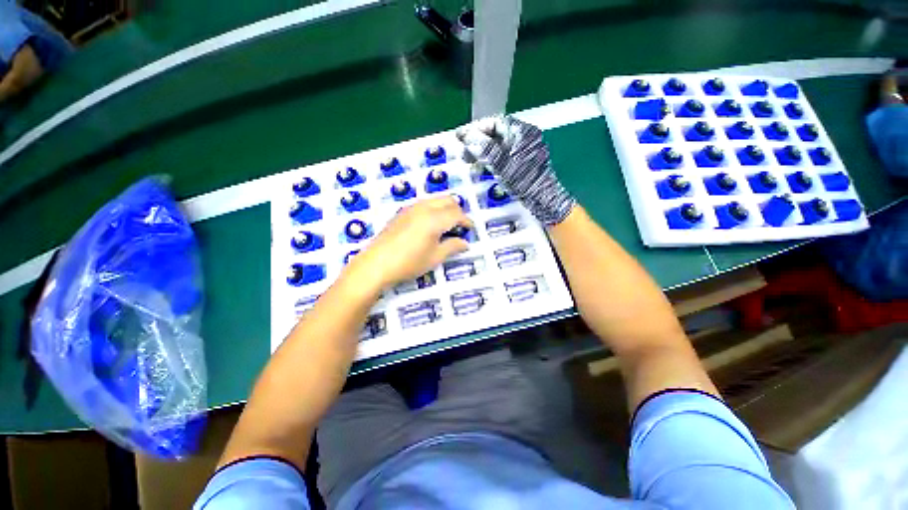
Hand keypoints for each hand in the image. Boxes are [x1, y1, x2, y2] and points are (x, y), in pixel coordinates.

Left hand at [345, 196, 471, 290]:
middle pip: (447, 200)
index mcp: (434, 219)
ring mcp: (411, 208)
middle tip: (460, 226)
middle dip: (457, 211)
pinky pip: (423, 204)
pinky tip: (430, 224)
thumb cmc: (409, 263)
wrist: (377, 264)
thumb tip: (465, 243)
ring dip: (445, 208)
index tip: (470, 229)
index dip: (466, 221)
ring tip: (447, 225)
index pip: (457, 214)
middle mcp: (424, 208)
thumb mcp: (435, 257)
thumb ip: (452, 247)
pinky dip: (433, 209)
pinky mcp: (402, 212)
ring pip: (435, 200)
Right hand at [457, 115, 575, 225]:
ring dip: (482, 150)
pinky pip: (502, 154)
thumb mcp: (502, 164)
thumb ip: (485, 148)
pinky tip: (481, 166)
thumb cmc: (524, 181)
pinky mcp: (522, 161)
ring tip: (469, 160)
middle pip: (496, 133)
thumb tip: (467, 136)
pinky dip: (490, 158)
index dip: (476, 128)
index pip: (495, 122)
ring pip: (498, 145)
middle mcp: (524, 137)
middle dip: (477, 141)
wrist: (542, 199)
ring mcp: (523, 150)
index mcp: (522, 132)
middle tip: (463, 150)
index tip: (460, 136)